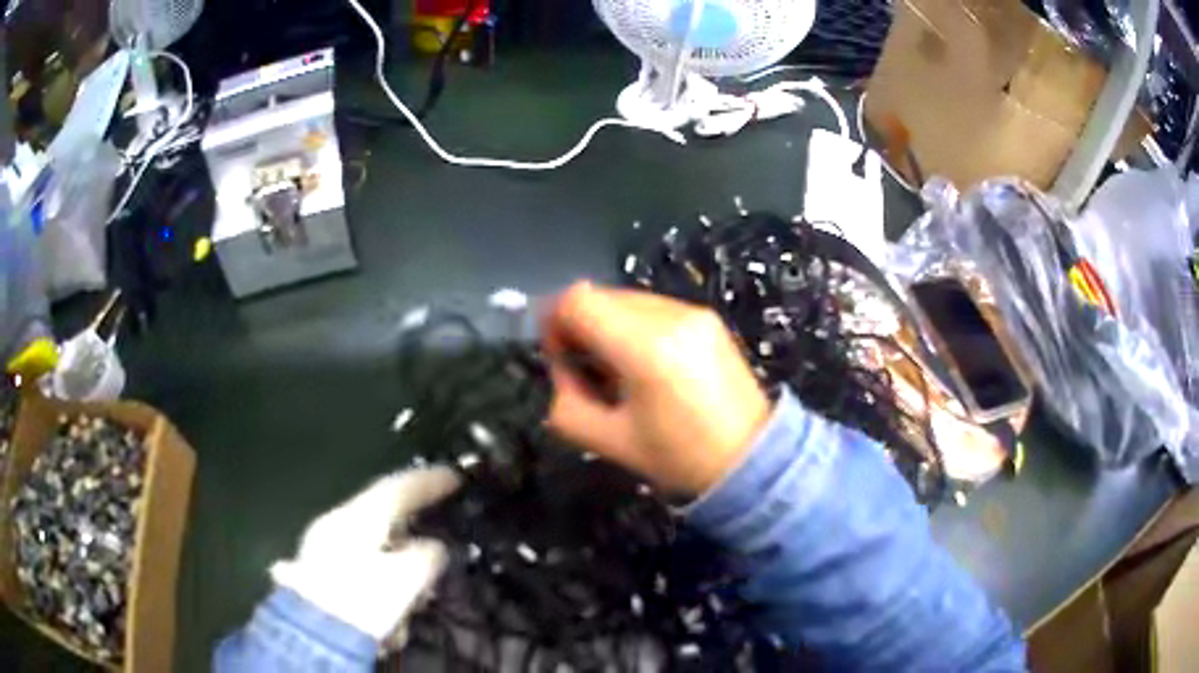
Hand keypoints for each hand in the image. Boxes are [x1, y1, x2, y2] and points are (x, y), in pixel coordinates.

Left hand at [270, 467, 460, 643]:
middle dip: (412, 539)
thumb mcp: (406, 579)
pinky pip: (359, 573)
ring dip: (397, 576)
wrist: (314, 634)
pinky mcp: (319, 577)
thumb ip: (427, 557)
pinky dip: (379, 590)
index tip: (455, 477)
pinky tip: (386, 621)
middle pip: (383, 520)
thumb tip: (433, 548)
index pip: (397, 488)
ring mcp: (323, 551)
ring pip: (373, 551)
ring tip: (410, 604)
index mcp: (356, 518)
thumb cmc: (362, 600)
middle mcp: (336, 526)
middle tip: (435, 549)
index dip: (429, 482)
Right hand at [543, 282, 771, 494]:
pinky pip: (653, 308)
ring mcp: (693, 312)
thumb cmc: (679, 457)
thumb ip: (565, 402)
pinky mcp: (707, 317)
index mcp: (644, 348)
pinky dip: (635, 328)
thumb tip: (562, 367)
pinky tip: (648, 364)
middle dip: (580, 327)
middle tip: (586, 370)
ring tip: (620, 371)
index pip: (576, 300)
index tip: (560, 358)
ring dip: (608, 326)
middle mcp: (670, 316)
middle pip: (599, 295)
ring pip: (626, 299)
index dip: (554, 322)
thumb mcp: (607, 442)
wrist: (752, 457)